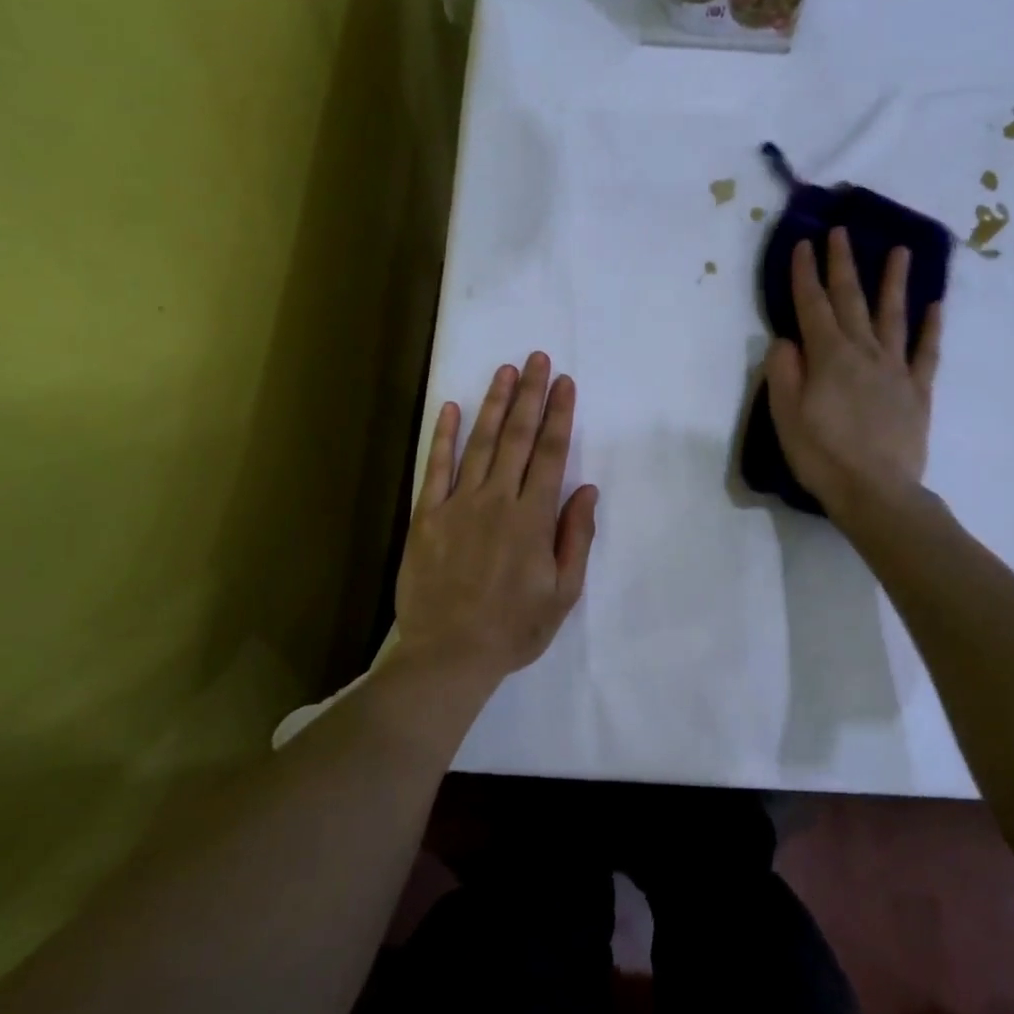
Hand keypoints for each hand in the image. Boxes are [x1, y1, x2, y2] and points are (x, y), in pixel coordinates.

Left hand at [394, 353, 598, 686]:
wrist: (449, 655)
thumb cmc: (514, 628)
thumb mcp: (563, 592)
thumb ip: (576, 537)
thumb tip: (586, 490)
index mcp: (533, 518)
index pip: (551, 454)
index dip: (559, 414)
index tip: (564, 383)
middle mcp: (497, 500)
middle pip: (518, 437)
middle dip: (531, 395)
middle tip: (537, 358)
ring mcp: (458, 505)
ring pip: (480, 443)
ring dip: (494, 404)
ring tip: (505, 371)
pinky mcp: (426, 517)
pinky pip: (436, 467)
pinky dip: (443, 436)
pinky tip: (449, 408)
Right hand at [764, 228, 942, 511]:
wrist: (876, 492)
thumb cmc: (822, 456)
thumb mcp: (786, 416)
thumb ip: (784, 372)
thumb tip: (786, 339)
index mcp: (828, 357)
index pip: (812, 306)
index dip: (805, 273)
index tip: (803, 243)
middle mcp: (863, 352)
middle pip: (851, 300)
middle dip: (842, 264)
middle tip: (840, 232)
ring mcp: (895, 370)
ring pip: (893, 316)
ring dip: (893, 282)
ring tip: (898, 251)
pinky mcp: (918, 391)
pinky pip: (927, 352)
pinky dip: (931, 327)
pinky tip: (935, 306)